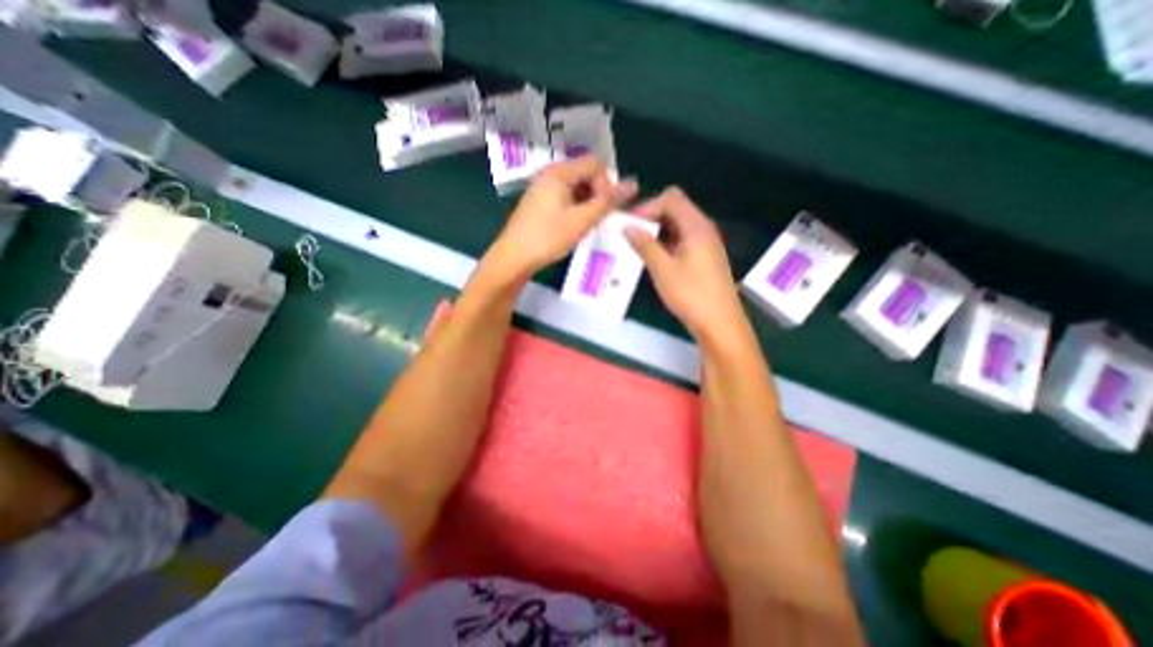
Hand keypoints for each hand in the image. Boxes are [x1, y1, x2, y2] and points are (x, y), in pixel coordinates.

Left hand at [484, 156, 635, 283]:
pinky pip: (565, 197)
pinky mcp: (540, 202)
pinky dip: (576, 208)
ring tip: (588, 224)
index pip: (594, 164)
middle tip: (599, 218)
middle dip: (597, 194)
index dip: (606, 184)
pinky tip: (575, 225)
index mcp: (559, 172)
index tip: (605, 208)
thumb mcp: (581, 220)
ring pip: (576, 188)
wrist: (513, 258)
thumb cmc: (547, 237)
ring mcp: (543, 188)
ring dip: (587, 203)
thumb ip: (607, 202)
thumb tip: (633, 184)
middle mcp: (550, 174)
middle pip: (585, 174)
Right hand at [627, 186, 742, 346]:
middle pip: (676, 209)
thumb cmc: (690, 294)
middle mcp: (704, 229)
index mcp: (696, 226)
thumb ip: (644, 244)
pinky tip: (654, 259)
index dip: (648, 206)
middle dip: (651, 218)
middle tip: (630, 234)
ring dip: (658, 232)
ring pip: (678, 227)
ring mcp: (706, 244)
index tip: (629, 224)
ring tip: (638, 247)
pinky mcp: (705, 259)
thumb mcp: (662, 269)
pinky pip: (683, 241)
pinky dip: (667, 244)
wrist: (719, 323)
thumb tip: (627, 226)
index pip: (671, 198)